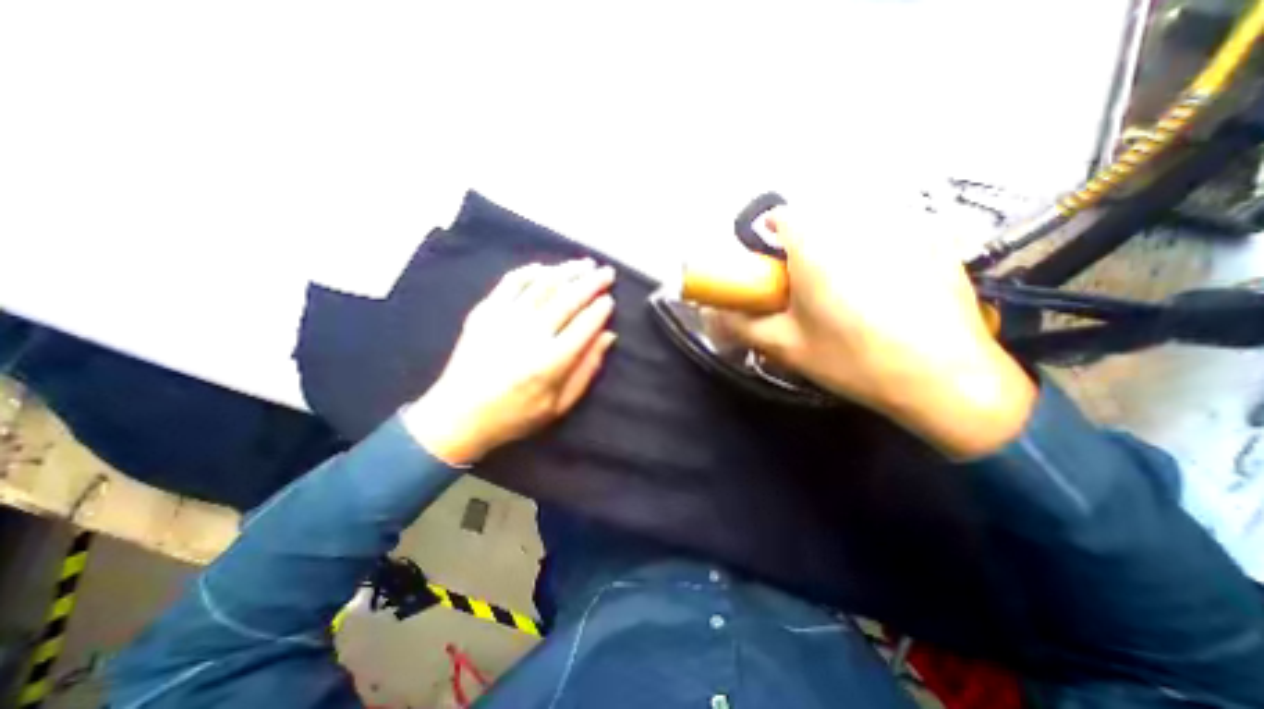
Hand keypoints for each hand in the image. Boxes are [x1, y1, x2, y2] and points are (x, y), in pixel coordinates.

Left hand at [406, 259, 617, 464]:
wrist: (458, 415)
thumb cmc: (515, 414)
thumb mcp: (559, 406)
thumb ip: (587, 370)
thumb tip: (608, 336)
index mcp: (551, 362)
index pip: (585, 325)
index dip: (601, 309)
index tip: (610, 300)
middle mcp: (531, 334)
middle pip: (568, 299)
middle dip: (592, 282)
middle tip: (607, 272)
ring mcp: (505, 319)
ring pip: (543, 285)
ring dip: (567, 271)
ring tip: (585, 264)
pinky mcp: (485, 311)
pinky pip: (511, 282)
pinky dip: (531, 271)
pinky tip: (545, 268)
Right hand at [715, 205, 1029, 459]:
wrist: (945, 378)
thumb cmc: (853, 359)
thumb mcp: (785, 346)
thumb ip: (741, 325)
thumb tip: (712, 314)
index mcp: (817, 246)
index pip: (782, 215)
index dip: (769, 235)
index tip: (771, 263)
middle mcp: (857, 224)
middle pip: (817, 218)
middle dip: (803, 244)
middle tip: (805, 284)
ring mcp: (902, 228)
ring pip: (853, 222)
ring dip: (838, 244)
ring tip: (846, 289)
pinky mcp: (935, 241)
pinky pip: (890, 231)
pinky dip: (875, 249)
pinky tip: (886, 290)